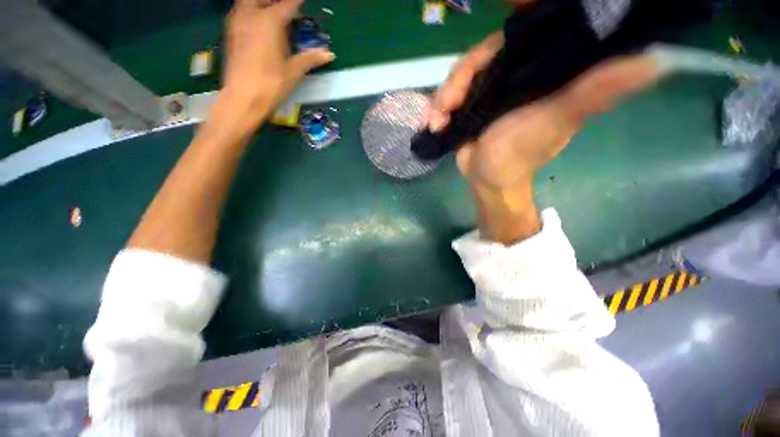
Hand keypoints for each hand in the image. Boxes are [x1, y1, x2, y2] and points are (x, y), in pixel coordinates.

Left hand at [222, 0, 334, 118]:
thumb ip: (310, 58)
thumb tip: (329, 54)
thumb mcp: (294, 71)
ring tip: (272, 13)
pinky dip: (250, 11)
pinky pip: (240, 11)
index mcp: (270, 21)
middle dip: (277, 2)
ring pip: (248, 2)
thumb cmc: (271, 84)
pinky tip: (258, 22)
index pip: (288, 4)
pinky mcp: (230, 32)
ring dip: (261, 4)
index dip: (297, 2)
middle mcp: (251, 14)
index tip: (302, 2)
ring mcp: (237, 22)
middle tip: (287, 9)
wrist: (243, 98)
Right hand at [432, 32, 661, 242]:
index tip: (502, 15)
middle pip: (484, 52)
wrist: (487, 179)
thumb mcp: (555, 122)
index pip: (531, 30)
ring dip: (444, 96)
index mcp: (543, 69)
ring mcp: (489, 87)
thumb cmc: (519, 154)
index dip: (517, 17)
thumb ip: (594, 92)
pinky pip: (449, 94)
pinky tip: (432, 123)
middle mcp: (517, 71)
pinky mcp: (469, 103)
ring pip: (461, 74)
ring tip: (437, 119)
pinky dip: (437, 107)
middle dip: (461, 76)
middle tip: (447, 104)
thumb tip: (653, 61)